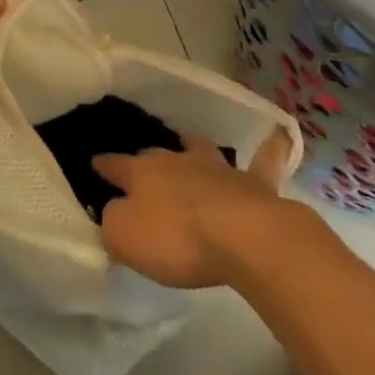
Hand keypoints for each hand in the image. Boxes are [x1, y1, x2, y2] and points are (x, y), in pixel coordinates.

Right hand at [94, 131, 295, 288]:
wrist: (243, 237)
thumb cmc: (176, 239)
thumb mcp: (125, 238)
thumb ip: (113, 222)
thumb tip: (113, 212)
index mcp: (142, 173)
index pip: (115, 166)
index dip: (104, 166)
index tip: (94, 162)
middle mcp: (177, 161)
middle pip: (157, 155)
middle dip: (147, 158)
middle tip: (142, 162)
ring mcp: (218, 169)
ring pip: (201, 149)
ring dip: (194, 147)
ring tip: (190, 144)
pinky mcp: (255, 184)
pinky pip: (265, 160)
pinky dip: (270, 148)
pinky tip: (279, 135)